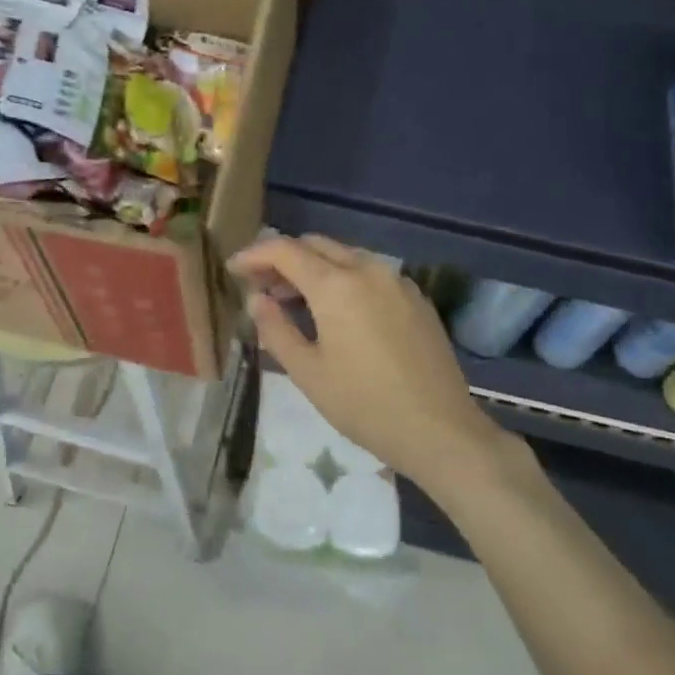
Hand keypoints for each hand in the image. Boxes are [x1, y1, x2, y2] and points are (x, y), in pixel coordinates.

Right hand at [228, 235, 517, 496]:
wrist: (441, 429)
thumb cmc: (365, 405)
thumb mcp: (308, 373)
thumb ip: (276, 329)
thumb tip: (257, 299)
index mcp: (336, 285)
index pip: (285, 250)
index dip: (254, 255)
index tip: (234, 269)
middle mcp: (368, 269)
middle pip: (316, 245)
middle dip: (283, 258)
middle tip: (261, 286)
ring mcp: (397, 281)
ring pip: (345, 256)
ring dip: (314, 268)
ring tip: (294, 300)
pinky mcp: (416, 297)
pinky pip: (370, 274)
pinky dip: (344, 279)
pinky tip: (337, 312)